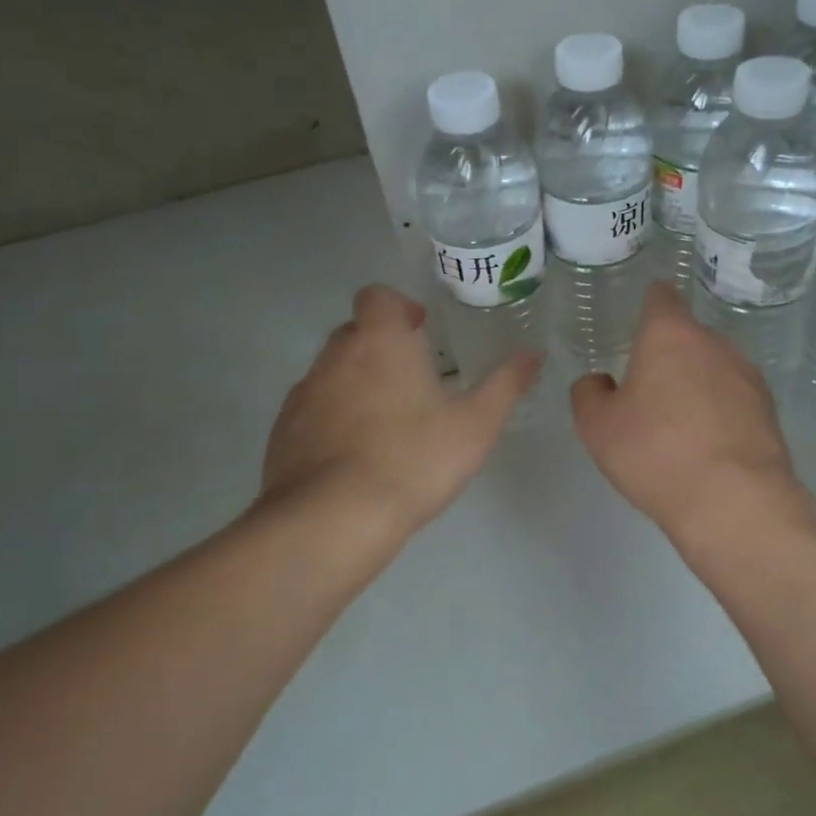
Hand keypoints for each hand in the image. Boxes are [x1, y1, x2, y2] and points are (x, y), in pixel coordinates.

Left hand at [262, 285, 539, 535]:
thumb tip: (533, 354)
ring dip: (355, 383)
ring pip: (331, 371)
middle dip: (381, 346)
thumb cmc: (413, 461)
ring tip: (385, 423)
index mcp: (380, 342)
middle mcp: (335, 356)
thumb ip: (506, 385)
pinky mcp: (282, 431)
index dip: (398, 307)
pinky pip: (311, 409)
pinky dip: (332, 417)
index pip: (377, 295)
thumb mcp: (476, 425)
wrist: (331, 520)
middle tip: (412, 381)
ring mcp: (303, 393)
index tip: (419, 332)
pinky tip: (353, 455)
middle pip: (354, 331)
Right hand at [570, 282, 805, 542]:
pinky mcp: (769, 409)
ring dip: (696, 384)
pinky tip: (707, 447)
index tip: (638, 324)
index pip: (661, 296)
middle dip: (668, 356)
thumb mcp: (597, 427)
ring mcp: (747, 375)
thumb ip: (589, 393)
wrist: (733, 501)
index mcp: (669, 335)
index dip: (648, 304)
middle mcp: (713, 343)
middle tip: (647, 393)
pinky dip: (719, 411)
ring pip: (712, 368)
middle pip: (687, 336)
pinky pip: (734, 398)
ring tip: (678, 427)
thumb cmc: (655, 452)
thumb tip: (600, 382)